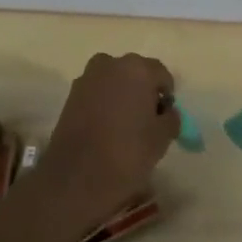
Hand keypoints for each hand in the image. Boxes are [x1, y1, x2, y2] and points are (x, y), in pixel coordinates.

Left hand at [30, 53, 179, 227]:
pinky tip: (106, 129)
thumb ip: (171, 118)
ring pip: (114, 82)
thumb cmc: (128, 153)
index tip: (165, 118)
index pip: (161, 75)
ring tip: (125, 127)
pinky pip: (96, 94)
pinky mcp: (70, 96)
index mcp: (137, 69)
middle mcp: (110, 64)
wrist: (76, 177)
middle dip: (143, 92)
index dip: (166, 96)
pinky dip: (104, 105)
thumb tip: (166, 112)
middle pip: (135, 74)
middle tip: (146, 121)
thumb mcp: (162, 137)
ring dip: (122, 97)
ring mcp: (86, 78)